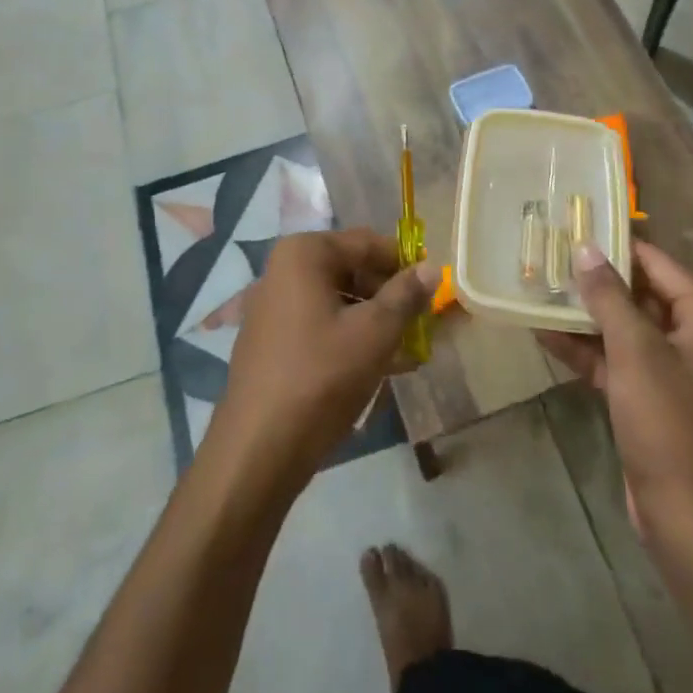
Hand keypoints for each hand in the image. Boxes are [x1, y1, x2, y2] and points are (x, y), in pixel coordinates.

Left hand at [208, 229, 436, 494]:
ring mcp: (272, 306)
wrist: (259, 448)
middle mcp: (282, 270)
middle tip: (421, 324)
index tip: (432, 290)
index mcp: (304, 254)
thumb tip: (431, 267)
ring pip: (337, 301)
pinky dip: (349, 337)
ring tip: (406, 351)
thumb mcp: (375, 333)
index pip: (367, 243)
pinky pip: (319, 325)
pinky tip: (377, 366)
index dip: (404, 264)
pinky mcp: (270, 340)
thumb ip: (405, 295)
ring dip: (373, 319)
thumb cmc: (322, 376)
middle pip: (351, 270)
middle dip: (389, 295)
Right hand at [538, 241, 692, 541]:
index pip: (655, 263)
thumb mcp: (634, 350)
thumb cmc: (669, 421)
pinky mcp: (651, 397)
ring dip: (584, 314)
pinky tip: (543, 333)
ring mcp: (672, 368)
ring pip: (623, 327)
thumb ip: (608, 295)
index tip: (573, 226)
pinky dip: (585, 349)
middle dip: (594, 280)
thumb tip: (585, 248)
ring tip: (537, 288)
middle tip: (547, 254)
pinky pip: (616, 359)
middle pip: (639, 293)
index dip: (615, 245)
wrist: (688, 515)